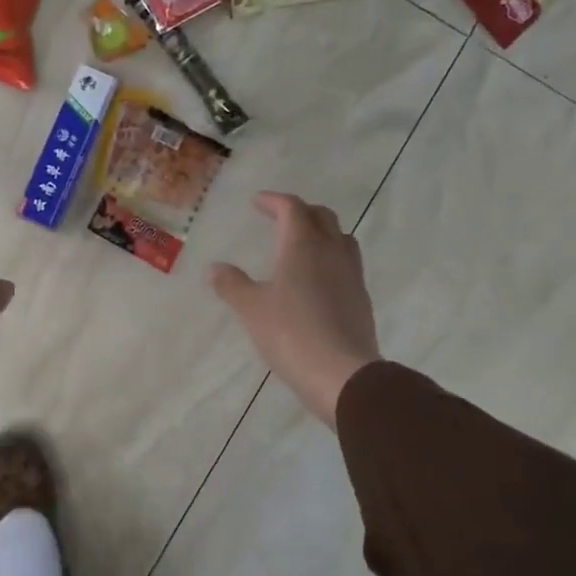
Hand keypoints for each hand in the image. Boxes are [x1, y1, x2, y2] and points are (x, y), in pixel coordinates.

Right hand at [210, 192, 381, 427]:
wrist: (342, 373)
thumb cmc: (291, 333)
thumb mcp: (251, 309)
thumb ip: (232, 284)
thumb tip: (215, 268)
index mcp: (303, 245)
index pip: (292, 208)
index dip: (274, 201)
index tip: (257, 202)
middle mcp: (331, 252)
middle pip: (321, 217)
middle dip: (300, 211)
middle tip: (279, 218)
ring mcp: (351, 275)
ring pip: (340, 238)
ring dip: (321, 232)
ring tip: (301, 244)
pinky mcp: (360, 298)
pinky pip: (346, 264)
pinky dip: (330, 259)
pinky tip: (316, 280)